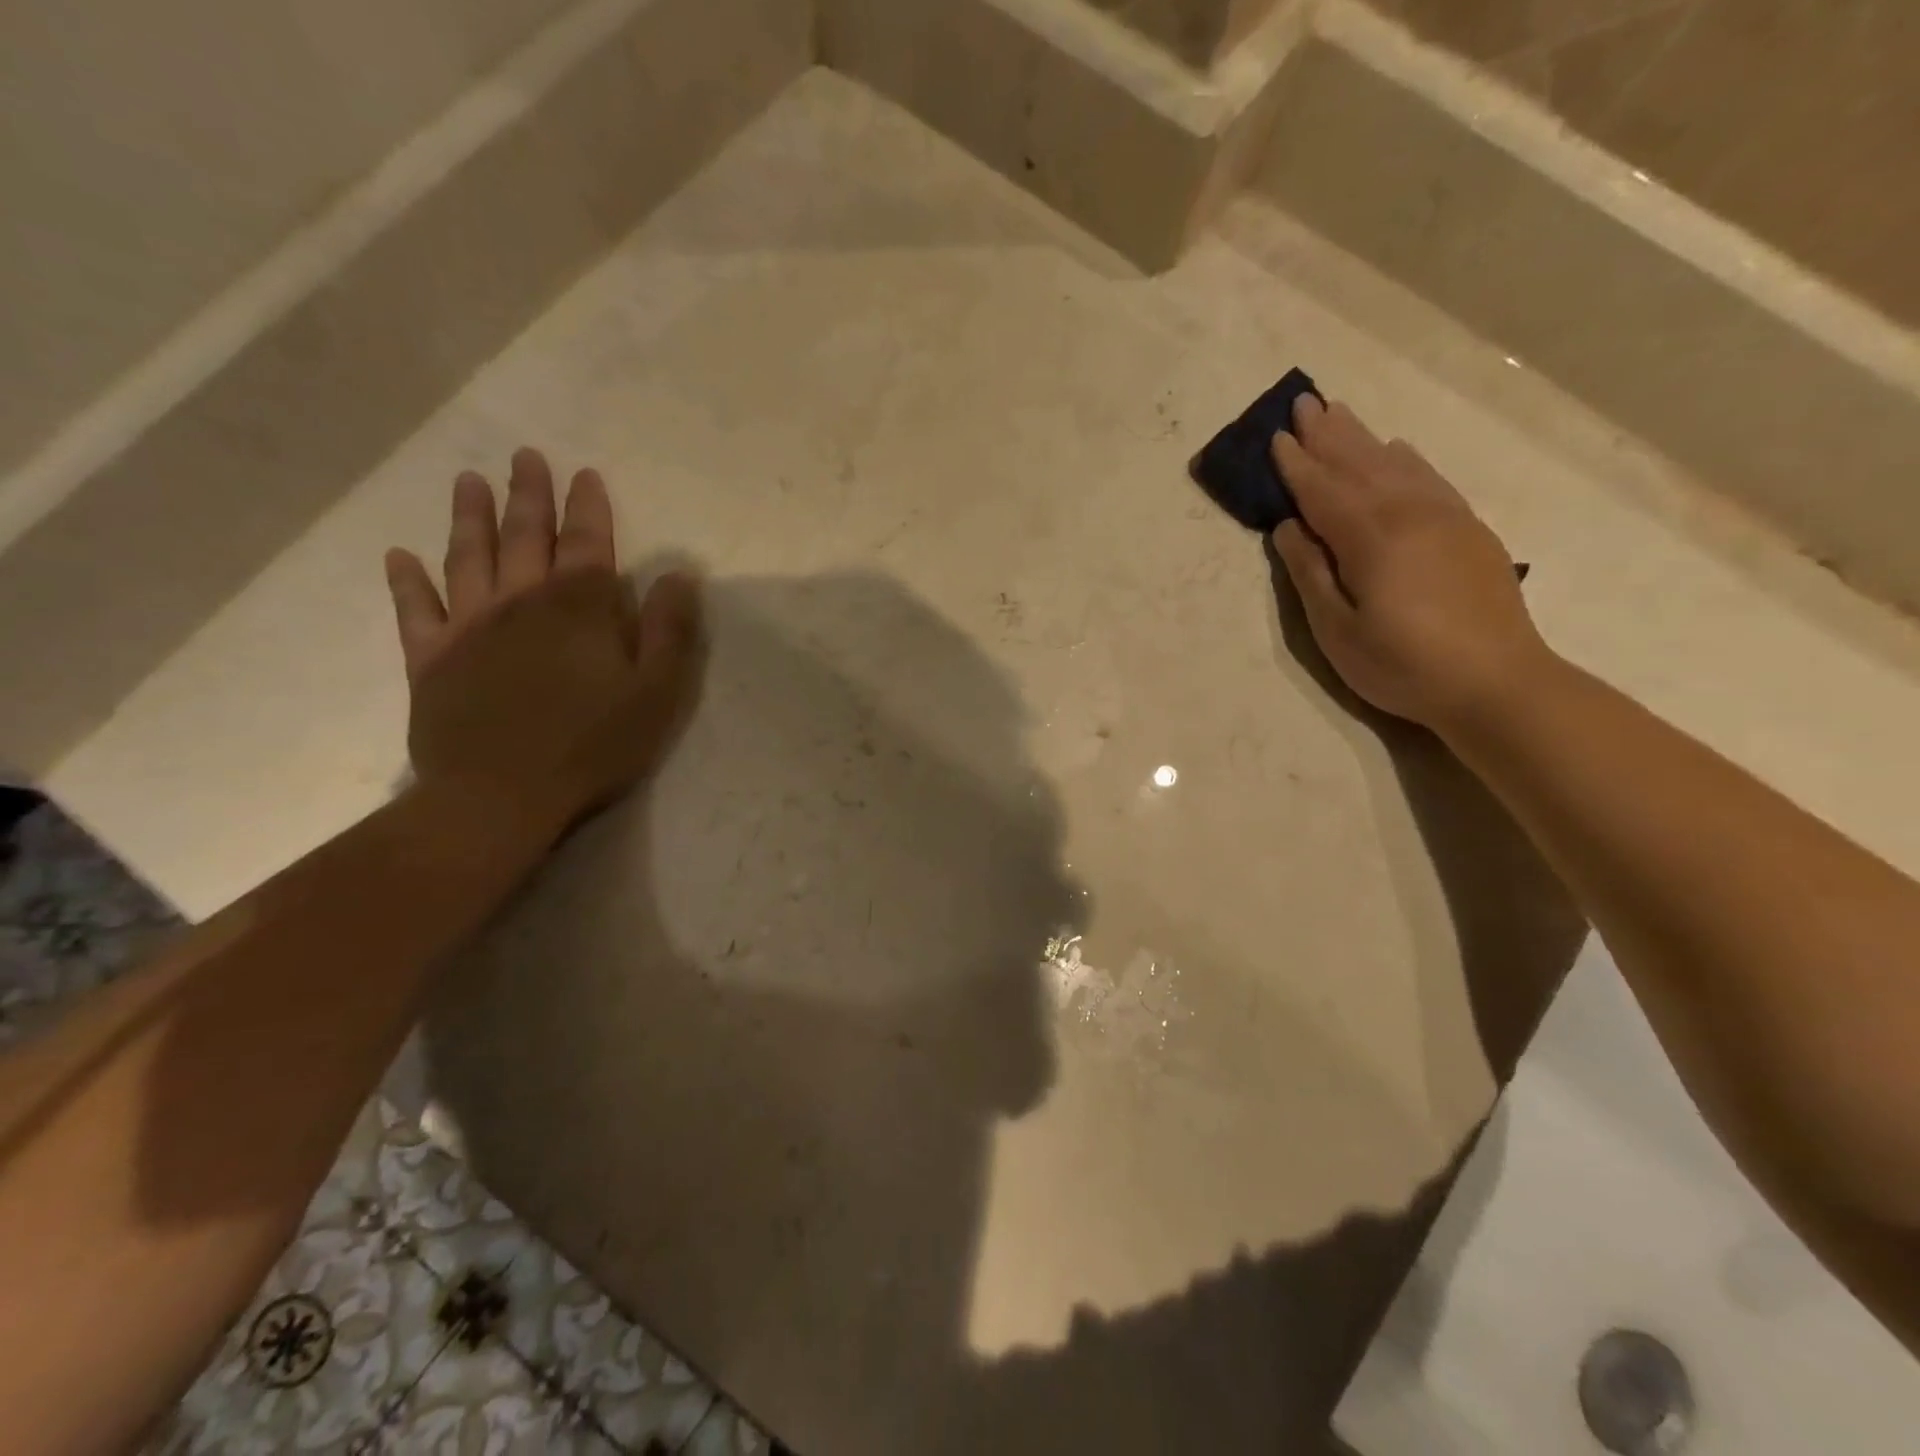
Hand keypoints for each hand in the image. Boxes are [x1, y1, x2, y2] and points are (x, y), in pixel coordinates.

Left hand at [383, 448, 702, 833]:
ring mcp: (469, 629)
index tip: (585, 474)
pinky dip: (407, 583)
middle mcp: (520, 603)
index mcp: (579, 609)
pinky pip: (415, 612)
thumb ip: (669, 630)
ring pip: (468, 560)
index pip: (587, 545)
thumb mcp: (656, 692)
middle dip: (528, 496)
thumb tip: (678, 575)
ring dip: (470, 519)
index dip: (589, 508)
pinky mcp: (432, 661)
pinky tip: (399, 558)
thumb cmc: (593, 745)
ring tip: (468, 482)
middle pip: (525, 538)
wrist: (501, 795)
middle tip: (524, 457)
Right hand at [1271, 396, 1548, 732]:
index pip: (1323, 490)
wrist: (1497, 683)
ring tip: (1339, 413)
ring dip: (1362, 438)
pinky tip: (1395, 449)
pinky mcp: (1468, 530)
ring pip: (1395, 464)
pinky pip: (1428, 478)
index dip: (1296, 465)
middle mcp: (1409, 512)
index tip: (1275, 436)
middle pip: (1360, 463)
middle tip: (1304, 402)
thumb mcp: (1337, 631)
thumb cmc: (1403, 665)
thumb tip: (1288, 527)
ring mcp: (1445, 517)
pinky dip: (1405, 458)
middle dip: (1328, 434)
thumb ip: (1310, 574)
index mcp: (1371, 537)